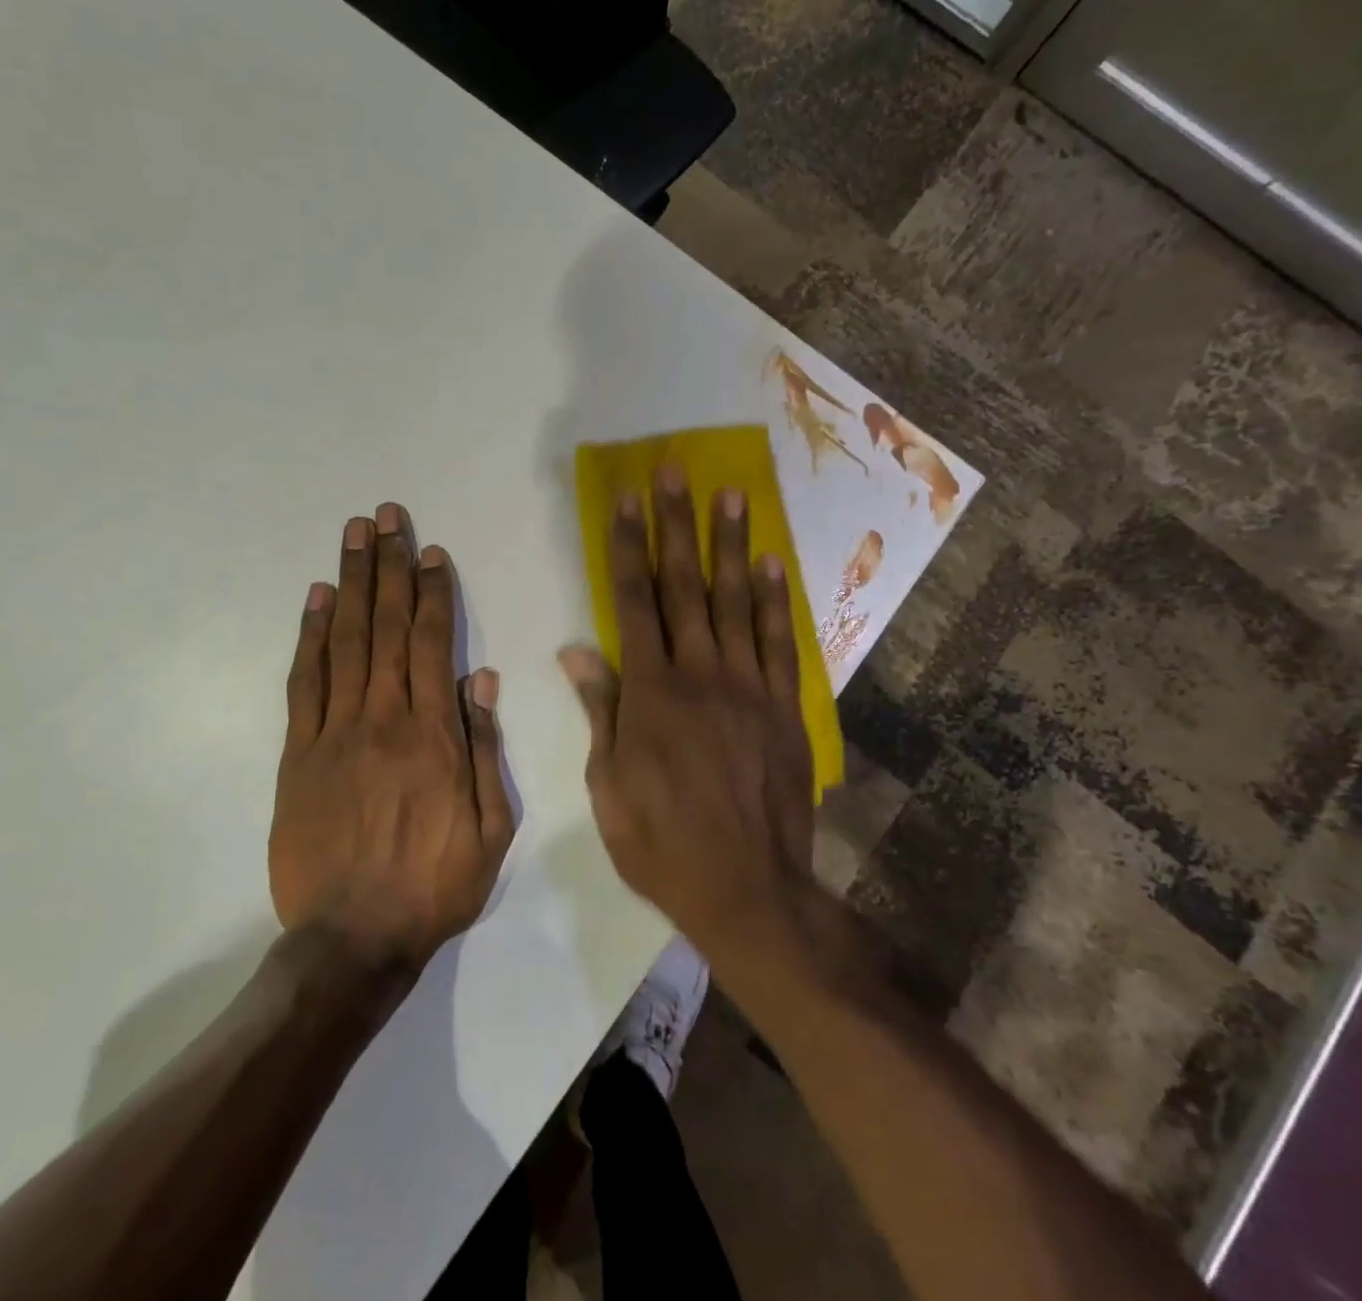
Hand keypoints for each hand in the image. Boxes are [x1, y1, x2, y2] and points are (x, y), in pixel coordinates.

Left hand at [271, 504, 513, 969]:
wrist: (352, 939)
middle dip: (388, 566)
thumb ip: (484, 748)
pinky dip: (309, 635)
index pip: (431, 643)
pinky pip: (304, 681)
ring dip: (350, 583)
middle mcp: (383, 718)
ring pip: (344, 641)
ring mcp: (335, 732)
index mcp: (433, 734)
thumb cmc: (434, 885)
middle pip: (385, 626)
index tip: (430, 551)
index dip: (432, 592)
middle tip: (385, 517)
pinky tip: (315, 598)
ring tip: (353, 536)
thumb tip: (481, 679)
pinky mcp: (299, 753)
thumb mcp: (490, 827)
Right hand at [559, 468, 815, 959]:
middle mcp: (701, 674)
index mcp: (651, 692)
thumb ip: (600, 708)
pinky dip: (776, 601)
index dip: (627, 548)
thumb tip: (576, 649)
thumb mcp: (609, 784)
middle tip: (677, 472)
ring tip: (730, 495)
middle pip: (685, 586)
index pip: (634, 602)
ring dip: (730, 545)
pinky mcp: (785, 707)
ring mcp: (749, 687)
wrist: (747, 889)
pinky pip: (780, 643)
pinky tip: (771, 564)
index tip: (626, 501)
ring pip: (737, 602)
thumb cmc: (661, 841)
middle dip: (676, 525)